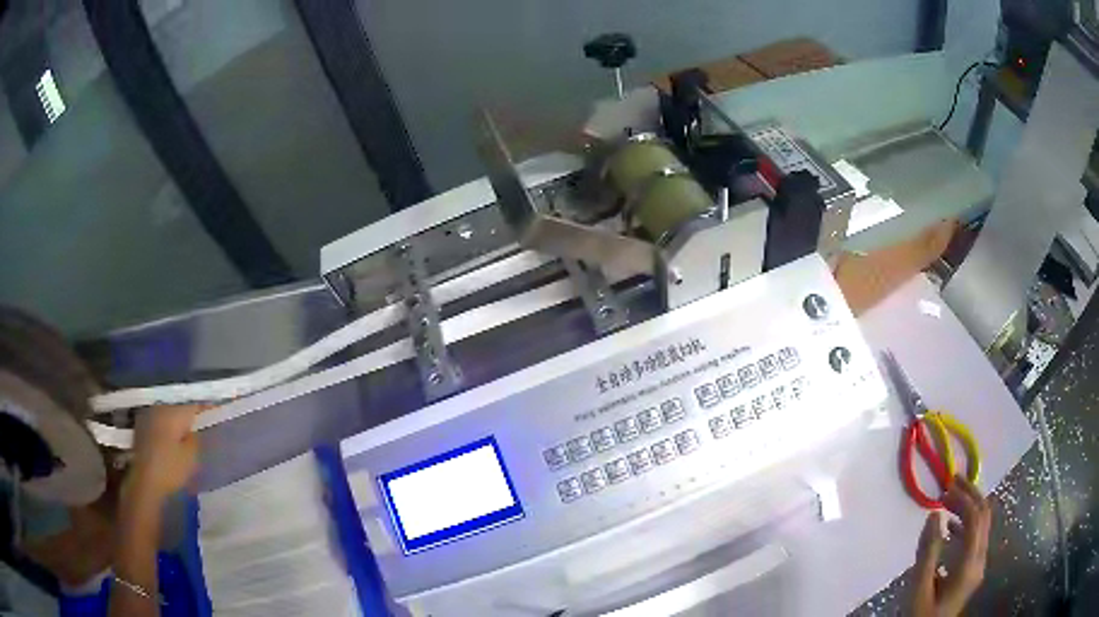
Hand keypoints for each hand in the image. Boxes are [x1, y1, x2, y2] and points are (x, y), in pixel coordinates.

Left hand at [129, 403, 206, 501]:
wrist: (144, 481)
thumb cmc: (170, 468)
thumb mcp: (191, 456)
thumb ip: (196, 438)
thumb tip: (195, 428)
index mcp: (173, 412)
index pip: (194, 404)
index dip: (207, 407)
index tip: (217, 409)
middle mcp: (160, 408)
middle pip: (179, 407)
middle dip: (190, 414)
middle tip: (202, 424)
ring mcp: (148, 416)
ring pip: (168, 414)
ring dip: (177, 421)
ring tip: (187, 432)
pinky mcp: (142, 427)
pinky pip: (159, 421)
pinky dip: (167, 427)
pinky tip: (171, 439)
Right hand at [912, 476, 991, 616]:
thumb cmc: (921, 614)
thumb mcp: (919, 588)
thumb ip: (927, 553)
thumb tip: (934, 515)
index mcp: (969, 564)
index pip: (975, 519)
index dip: (963, 498)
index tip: (945, 486)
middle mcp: (980, 559)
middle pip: (984, 516)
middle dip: (970, 494)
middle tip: (952, 481)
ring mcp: (979, 564)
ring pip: (983, 523)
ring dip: (969, 506)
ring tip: (949, 498)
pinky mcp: (974, 569)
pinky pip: (977, 536)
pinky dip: (967, 523)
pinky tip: (951, 525)